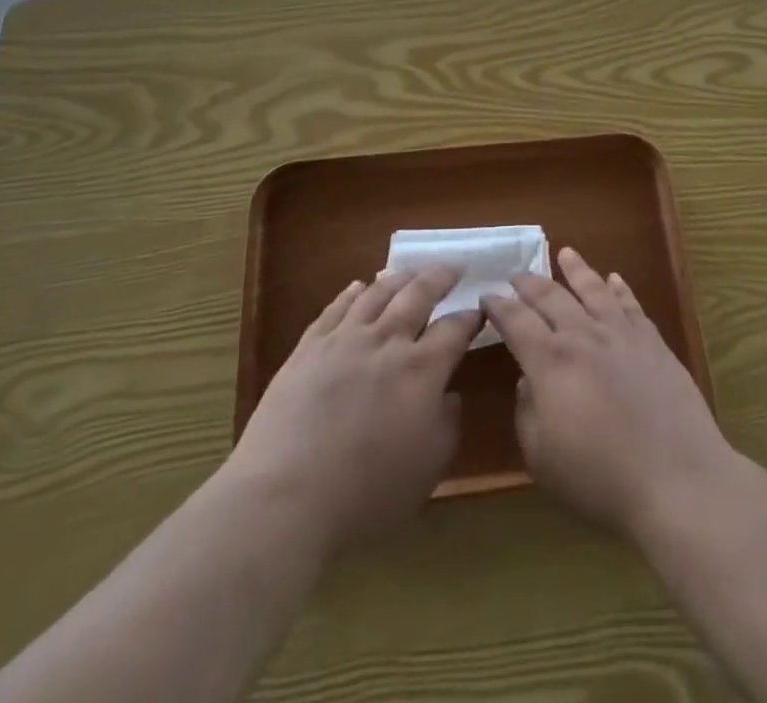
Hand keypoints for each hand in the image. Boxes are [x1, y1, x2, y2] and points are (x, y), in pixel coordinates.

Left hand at [229, 267, 478, 554]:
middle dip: (441, 277)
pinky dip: (352, 292)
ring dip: (400, 277)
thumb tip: (450, 395)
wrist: (286, 498)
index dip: (470, 317)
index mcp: (423, 370)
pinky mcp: (309, 347)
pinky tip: (359, 286)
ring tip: (411, 271)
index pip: (455, 329)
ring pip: (378, 292)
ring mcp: (345, 339)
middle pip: (419, 294)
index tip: (480, 309)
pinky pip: (336, 307)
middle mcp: (387, 341)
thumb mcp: (427, 470)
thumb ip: (447, 426)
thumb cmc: (366, 495)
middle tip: (454, 267)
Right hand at [484, 248, 733, 539]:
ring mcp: (620, 333)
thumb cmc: (600, 477)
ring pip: (593, 289)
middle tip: (516, 274)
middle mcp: (582, 335)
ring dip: (576, 269)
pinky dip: (619, 288)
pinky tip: (613, 278)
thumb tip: (527, 380)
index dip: (498, 306)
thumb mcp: (541, 457)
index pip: (515, 321)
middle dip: (529, 283)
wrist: (675, 477)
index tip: (487, 297)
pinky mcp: (652, 341)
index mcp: (549, 361)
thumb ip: (526, 411)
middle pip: (550, 297)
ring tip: (565, 252)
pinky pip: (630, 304)